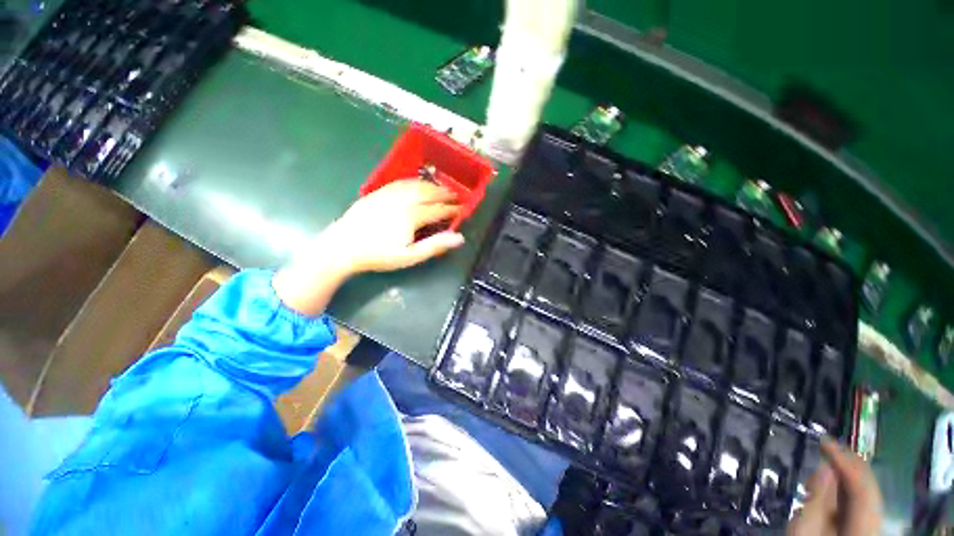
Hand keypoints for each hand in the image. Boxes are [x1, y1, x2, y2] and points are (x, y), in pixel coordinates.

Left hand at [324, 179, 464, 273]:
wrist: (343, 246)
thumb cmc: (379, 254)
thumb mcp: (410, 256)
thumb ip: (435, 245)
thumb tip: (459, 237)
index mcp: (413, 215)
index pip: (438, 209)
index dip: (452, 209)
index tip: (462, 209)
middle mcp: (403, 200)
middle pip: (429, 193)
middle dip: (445, 194)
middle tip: (456, 195)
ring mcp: (389, 194)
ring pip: (416, 185)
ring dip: (432, 185)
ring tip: (441, 187)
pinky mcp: (378, 192)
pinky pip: (401, 182)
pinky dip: (414, 181)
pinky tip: (417, 183)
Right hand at [787, 438, 882, 535]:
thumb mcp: (806, 528)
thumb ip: (818, 499)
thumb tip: (826, 467)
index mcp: (864, 526)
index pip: (861, 486)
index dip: (845, 461)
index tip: (823, 440)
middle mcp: (873, 523)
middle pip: (867, 488)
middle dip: (847, 465)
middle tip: (825, 446)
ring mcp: (869, 525)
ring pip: (864, 493)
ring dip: (844, 475)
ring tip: (823, 464)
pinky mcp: (861, 526)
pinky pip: (858, 501)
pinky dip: (843, 487)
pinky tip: (828, 482)